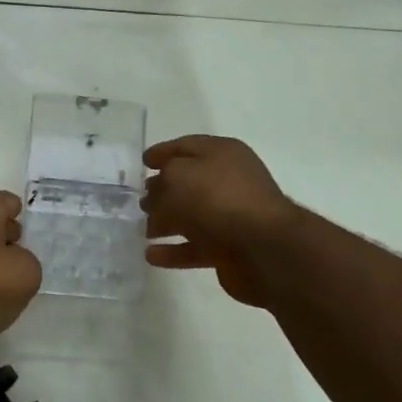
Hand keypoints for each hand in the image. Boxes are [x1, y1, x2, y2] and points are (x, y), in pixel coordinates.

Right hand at [143, 136, 297, 306]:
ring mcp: (231, 216)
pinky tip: (151, 255)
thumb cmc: (217, 200)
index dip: (162, 152)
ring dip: (165, 222)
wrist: (263, 248)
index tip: (142, 162)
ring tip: (140, 229)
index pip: (186, 146)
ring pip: (191, 216)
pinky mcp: (229, 249)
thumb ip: (159, 185)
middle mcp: (229, 181)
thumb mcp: (177, 179)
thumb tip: (154, 200)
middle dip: (162, 191)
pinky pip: (195, 247)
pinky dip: (173, 251)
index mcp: (222, 153)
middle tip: (138, 200)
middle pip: (188, 183)